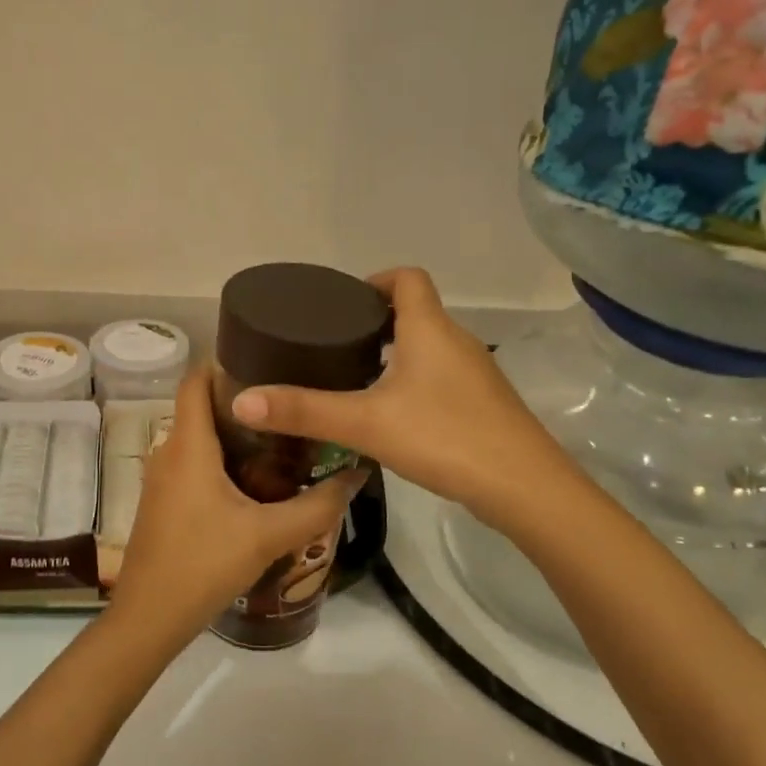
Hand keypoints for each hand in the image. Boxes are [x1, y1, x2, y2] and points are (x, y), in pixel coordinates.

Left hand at [108, 365, 367, 644]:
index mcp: (188, 445)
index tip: (269, 356)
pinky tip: (256, 480)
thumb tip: (358, 475)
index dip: (225, 360)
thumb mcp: (269, 535)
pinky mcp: (163, 502)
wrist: (149, 618)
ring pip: (198, 439)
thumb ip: (318, 506)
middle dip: (243, 400)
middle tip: (290, 401)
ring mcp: (161, 479)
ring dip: (234, 433)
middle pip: (201, 407)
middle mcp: (168, 452)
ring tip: (282, 436)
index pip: (195, 380)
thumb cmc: (204, 564)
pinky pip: (193, 464)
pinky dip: (221, 459)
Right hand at [229, 268, 566, 530]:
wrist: (524, 488)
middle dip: (376, 322)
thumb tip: (242, 403)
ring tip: (353, 379)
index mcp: (429, 329)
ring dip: (394, 354)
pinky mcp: (483, 405)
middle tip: (334, 346)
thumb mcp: (365, 423)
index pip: (407, 278)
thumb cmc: (444, 438)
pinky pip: (441, 377)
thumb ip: (304, 412)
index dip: (375, 281)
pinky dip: (414, 382)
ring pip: (429, 348)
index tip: (342, 305)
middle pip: (416, 313)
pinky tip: (392, 415)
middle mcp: (456, 342)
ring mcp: (475, 374)